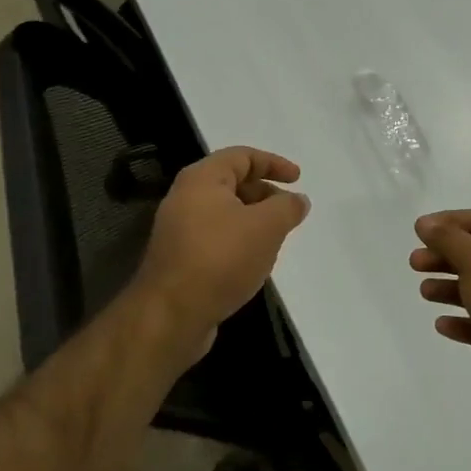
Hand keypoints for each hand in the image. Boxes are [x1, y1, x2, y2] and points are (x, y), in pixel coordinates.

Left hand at [130, 147, 309, 365]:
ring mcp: (179, 229)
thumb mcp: (266, 227)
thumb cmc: (221, 258)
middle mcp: (185, 197)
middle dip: (265, 193)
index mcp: (202, 179)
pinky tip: (254, 261)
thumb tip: (297, 200)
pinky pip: (216, 237)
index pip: (242, 156)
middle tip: (289, 212)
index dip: (274, 163)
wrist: (171, 314)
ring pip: (225, 212)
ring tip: (277, 238)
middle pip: (232, 182)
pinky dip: (239, 240)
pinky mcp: (180, 258)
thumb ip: (287, 207)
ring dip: (254, 219)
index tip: (299, 180)